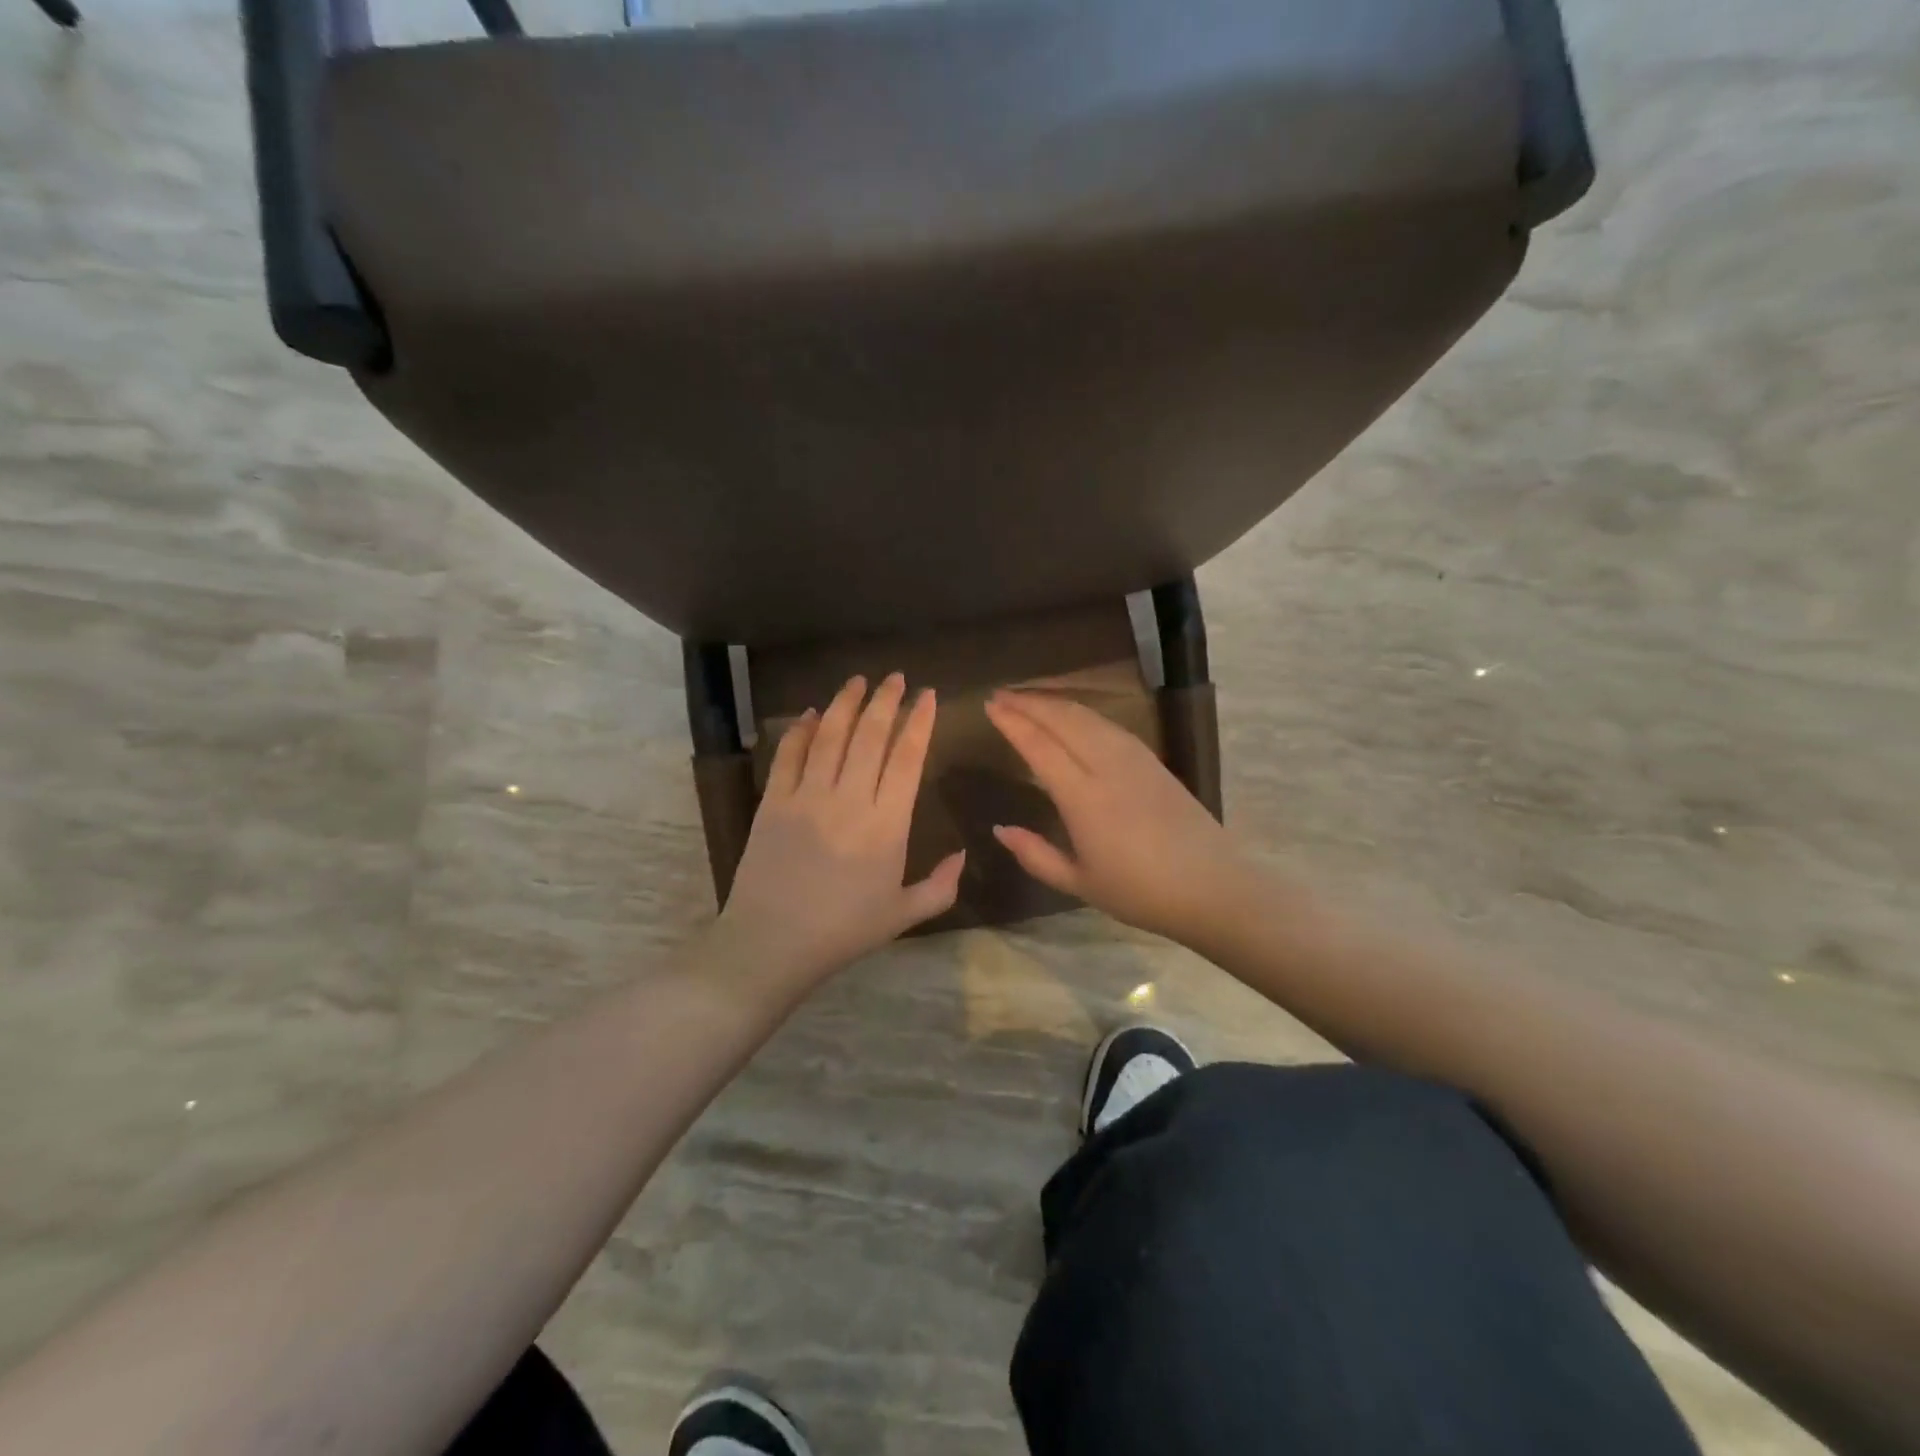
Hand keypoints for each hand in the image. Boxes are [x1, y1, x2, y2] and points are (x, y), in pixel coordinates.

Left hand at [718, 673, 962, 988]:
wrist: (771, 944)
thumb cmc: (843, 931)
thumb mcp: (904, 916)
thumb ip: (941, 886)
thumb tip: (964, 854)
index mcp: (887, 825)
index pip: (907, 758)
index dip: (919, 722)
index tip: (928, 696)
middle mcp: (849, 799)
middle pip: (870, 736)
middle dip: (886, 701)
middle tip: (896, 677)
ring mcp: (806, 797)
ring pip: (829, 736)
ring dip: (845, 704)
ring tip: (858, 681)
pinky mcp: (772, 802)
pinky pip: (788, 755)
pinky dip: (798, 731)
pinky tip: (808, 714)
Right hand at [985, 690, 1252, 942]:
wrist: (1212, 887)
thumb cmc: (1140, 892)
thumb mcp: (1079, 883)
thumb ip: (1035, 855)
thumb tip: (1000, 829)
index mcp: (1084, 798)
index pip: (1039, 746)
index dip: (1013, 722)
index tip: (990, 706)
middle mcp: (1107, 767)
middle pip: (1063, 720)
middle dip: (1029, 702)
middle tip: (1000, 694)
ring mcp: (1135, 759)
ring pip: (1088, 716)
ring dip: (1055, 702)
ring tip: (1029, 698)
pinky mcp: (1153, 761)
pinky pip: (1109, 725)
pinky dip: (1082, 712)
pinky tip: (1073, 716)